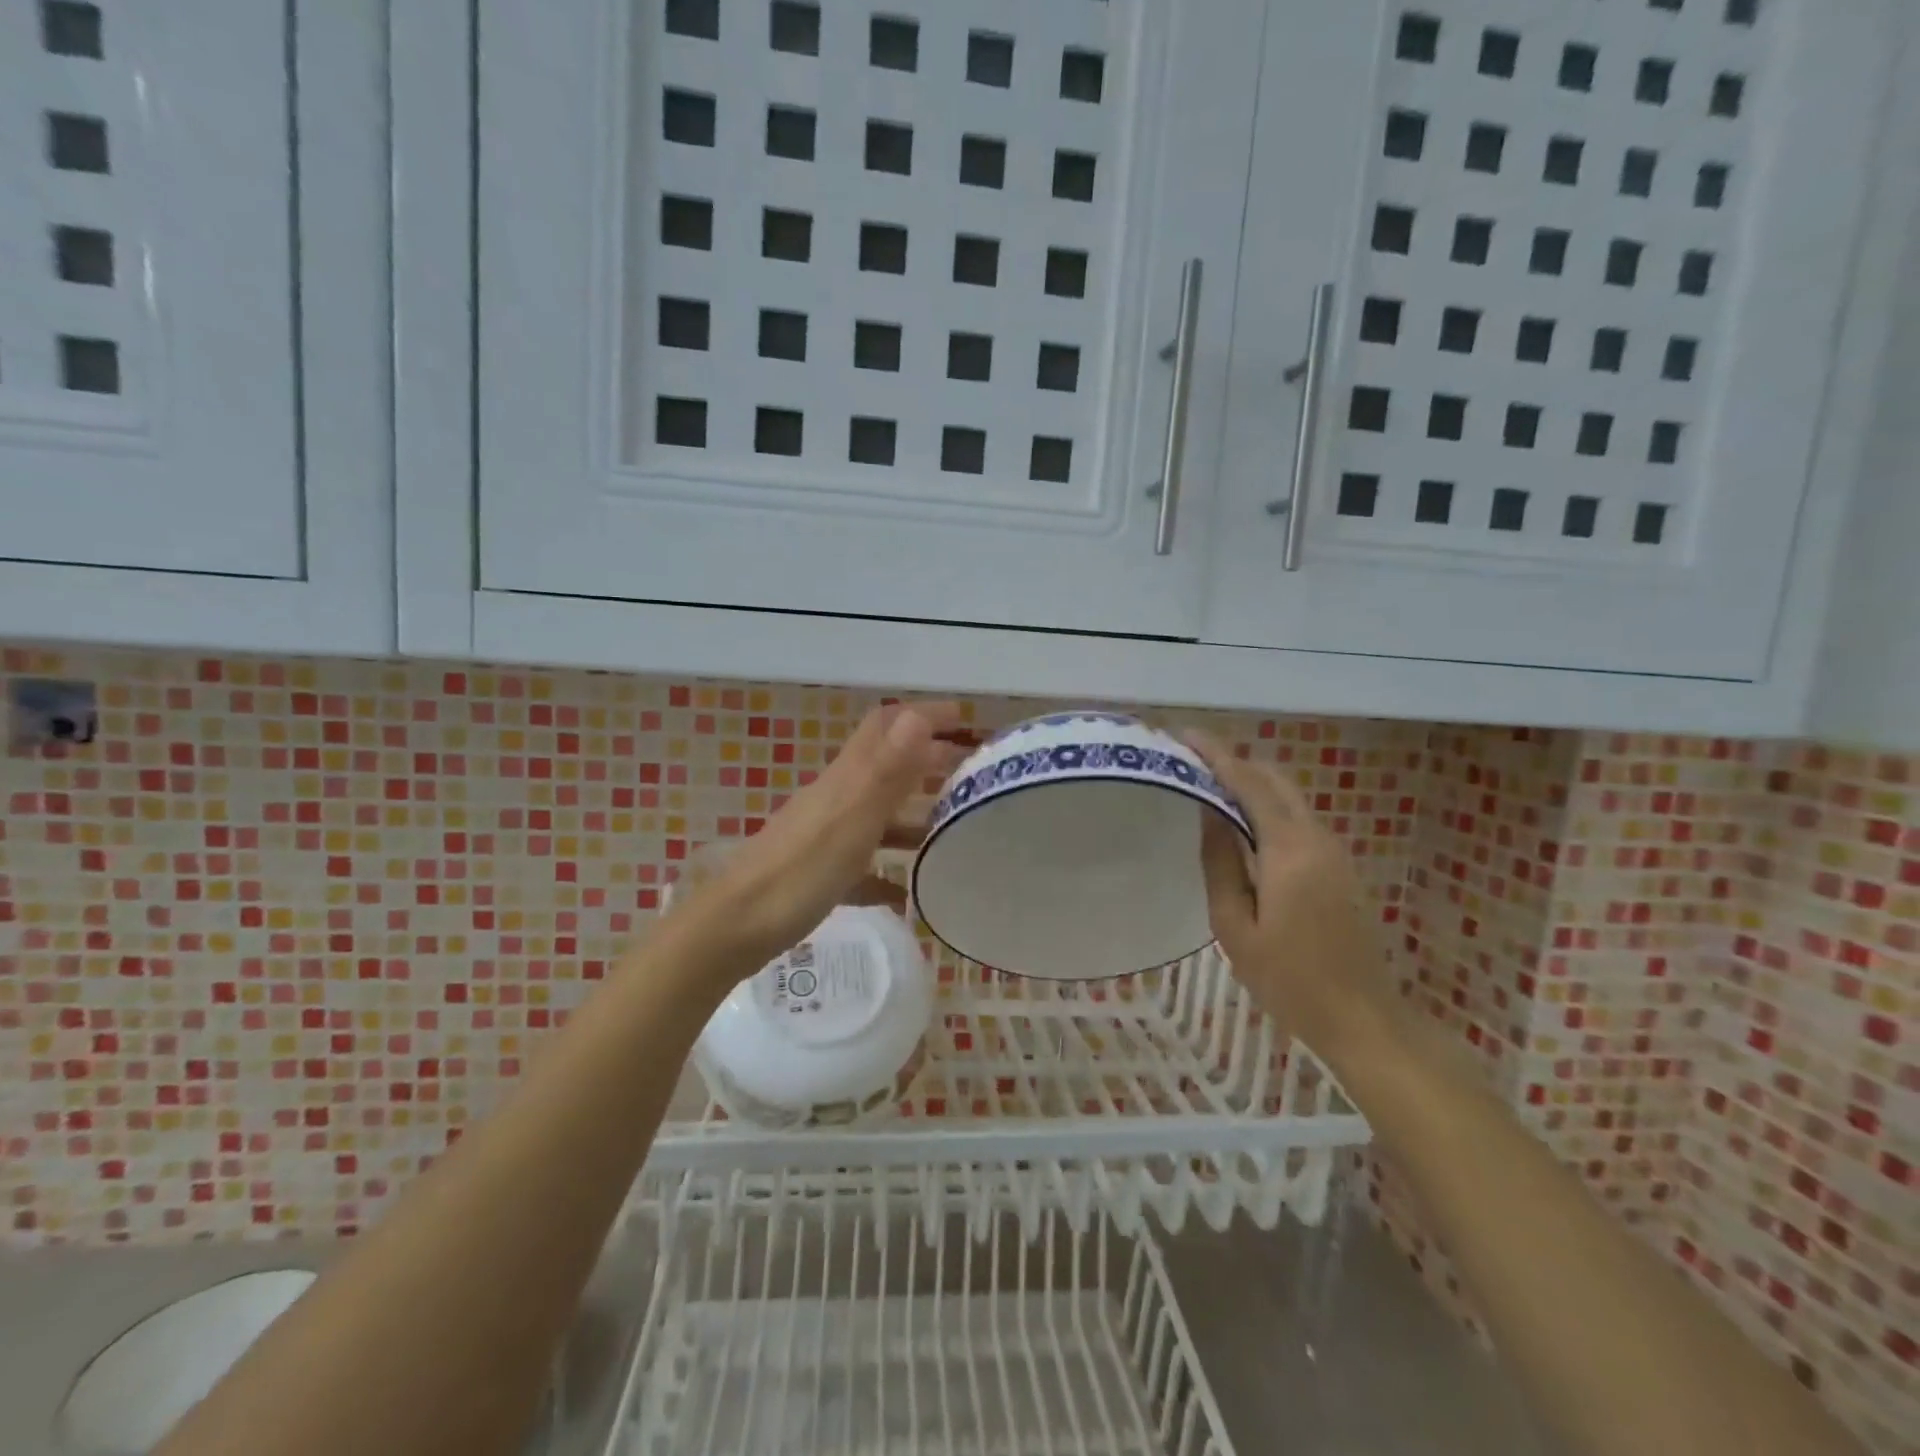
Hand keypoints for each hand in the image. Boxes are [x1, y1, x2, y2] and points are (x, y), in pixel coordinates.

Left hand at [668, 702, 970, 974]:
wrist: (733, 928)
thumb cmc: (800, 872)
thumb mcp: (853, 819)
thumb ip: (886, 770)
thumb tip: (917, 716)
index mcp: (847, 779)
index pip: (887, 727)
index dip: (924, 715)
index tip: (965, 718)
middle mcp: (837, 798)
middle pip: (887, 767)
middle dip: (927, 762)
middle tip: (970, 774)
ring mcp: (825, 836)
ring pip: (877, 816)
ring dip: (913, 816)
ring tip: (951, 833)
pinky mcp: (817, 873)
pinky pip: (862, 866)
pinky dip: (887, 872)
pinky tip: (907, 894)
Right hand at [1186, 733, 1394, 1056]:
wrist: (1363, 1018)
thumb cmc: (1288, 980)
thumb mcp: (1235, 927)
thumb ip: (1220, 863)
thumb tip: (1209, 813)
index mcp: (1289, 851)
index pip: (1249, 785)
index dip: (1217, 756)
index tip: (1186, 736)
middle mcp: (1317, 839)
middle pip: (1276, 780)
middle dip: (1236, 762)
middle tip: (1194, 760)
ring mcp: (1334, 852)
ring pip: (1290, 798)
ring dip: (1252, 783)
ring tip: (1210, 787)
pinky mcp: (1340, 867)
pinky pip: (1298, 819)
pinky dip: (1268, 806)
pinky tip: (1242, 823)